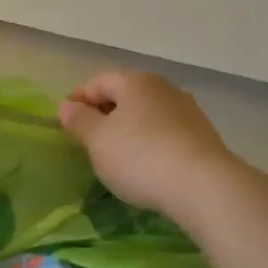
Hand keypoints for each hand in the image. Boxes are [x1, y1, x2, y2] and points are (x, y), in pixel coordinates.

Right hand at [58, 71, 242, 222]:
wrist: (204, 186)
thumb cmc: (140, 157)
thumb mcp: (98, 140)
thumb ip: (79, 120)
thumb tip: (67, 106)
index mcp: (136, 82)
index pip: (99, 81)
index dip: (78, 98)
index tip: (64, 120)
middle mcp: (164, 88)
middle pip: (126, 95)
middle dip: (104, 113)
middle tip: (87, 138)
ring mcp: (188, 112)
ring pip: (147, 114)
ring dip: (129, 129)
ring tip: (116, 154)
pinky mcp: (203, 137)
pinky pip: (166, 133)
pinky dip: (150, 143)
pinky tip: (145, 165)